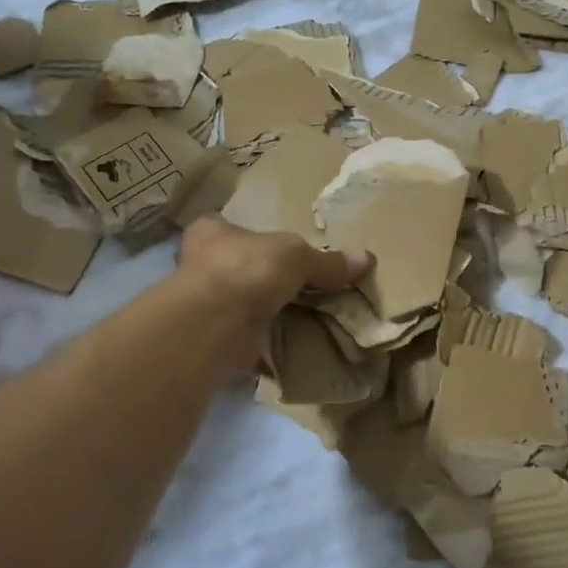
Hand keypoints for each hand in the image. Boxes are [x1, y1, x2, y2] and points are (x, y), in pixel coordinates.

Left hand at [175, 216, 369, 375]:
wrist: (217, 323)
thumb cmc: (248, 269)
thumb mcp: (297, 256)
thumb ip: (327, 261)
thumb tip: (366, 259)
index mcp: (211, 232)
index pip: (229, 227)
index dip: (253, 235)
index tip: (277, 249)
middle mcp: (201, 265)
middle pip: (239, 266)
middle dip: (264, 276)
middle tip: (298, 283)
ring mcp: (205, 304)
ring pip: (242, 302)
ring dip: (266, 310)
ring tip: (302, 313)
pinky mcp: (215, 337)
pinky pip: (248, 334)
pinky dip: (266, 339)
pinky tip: (291, 341)